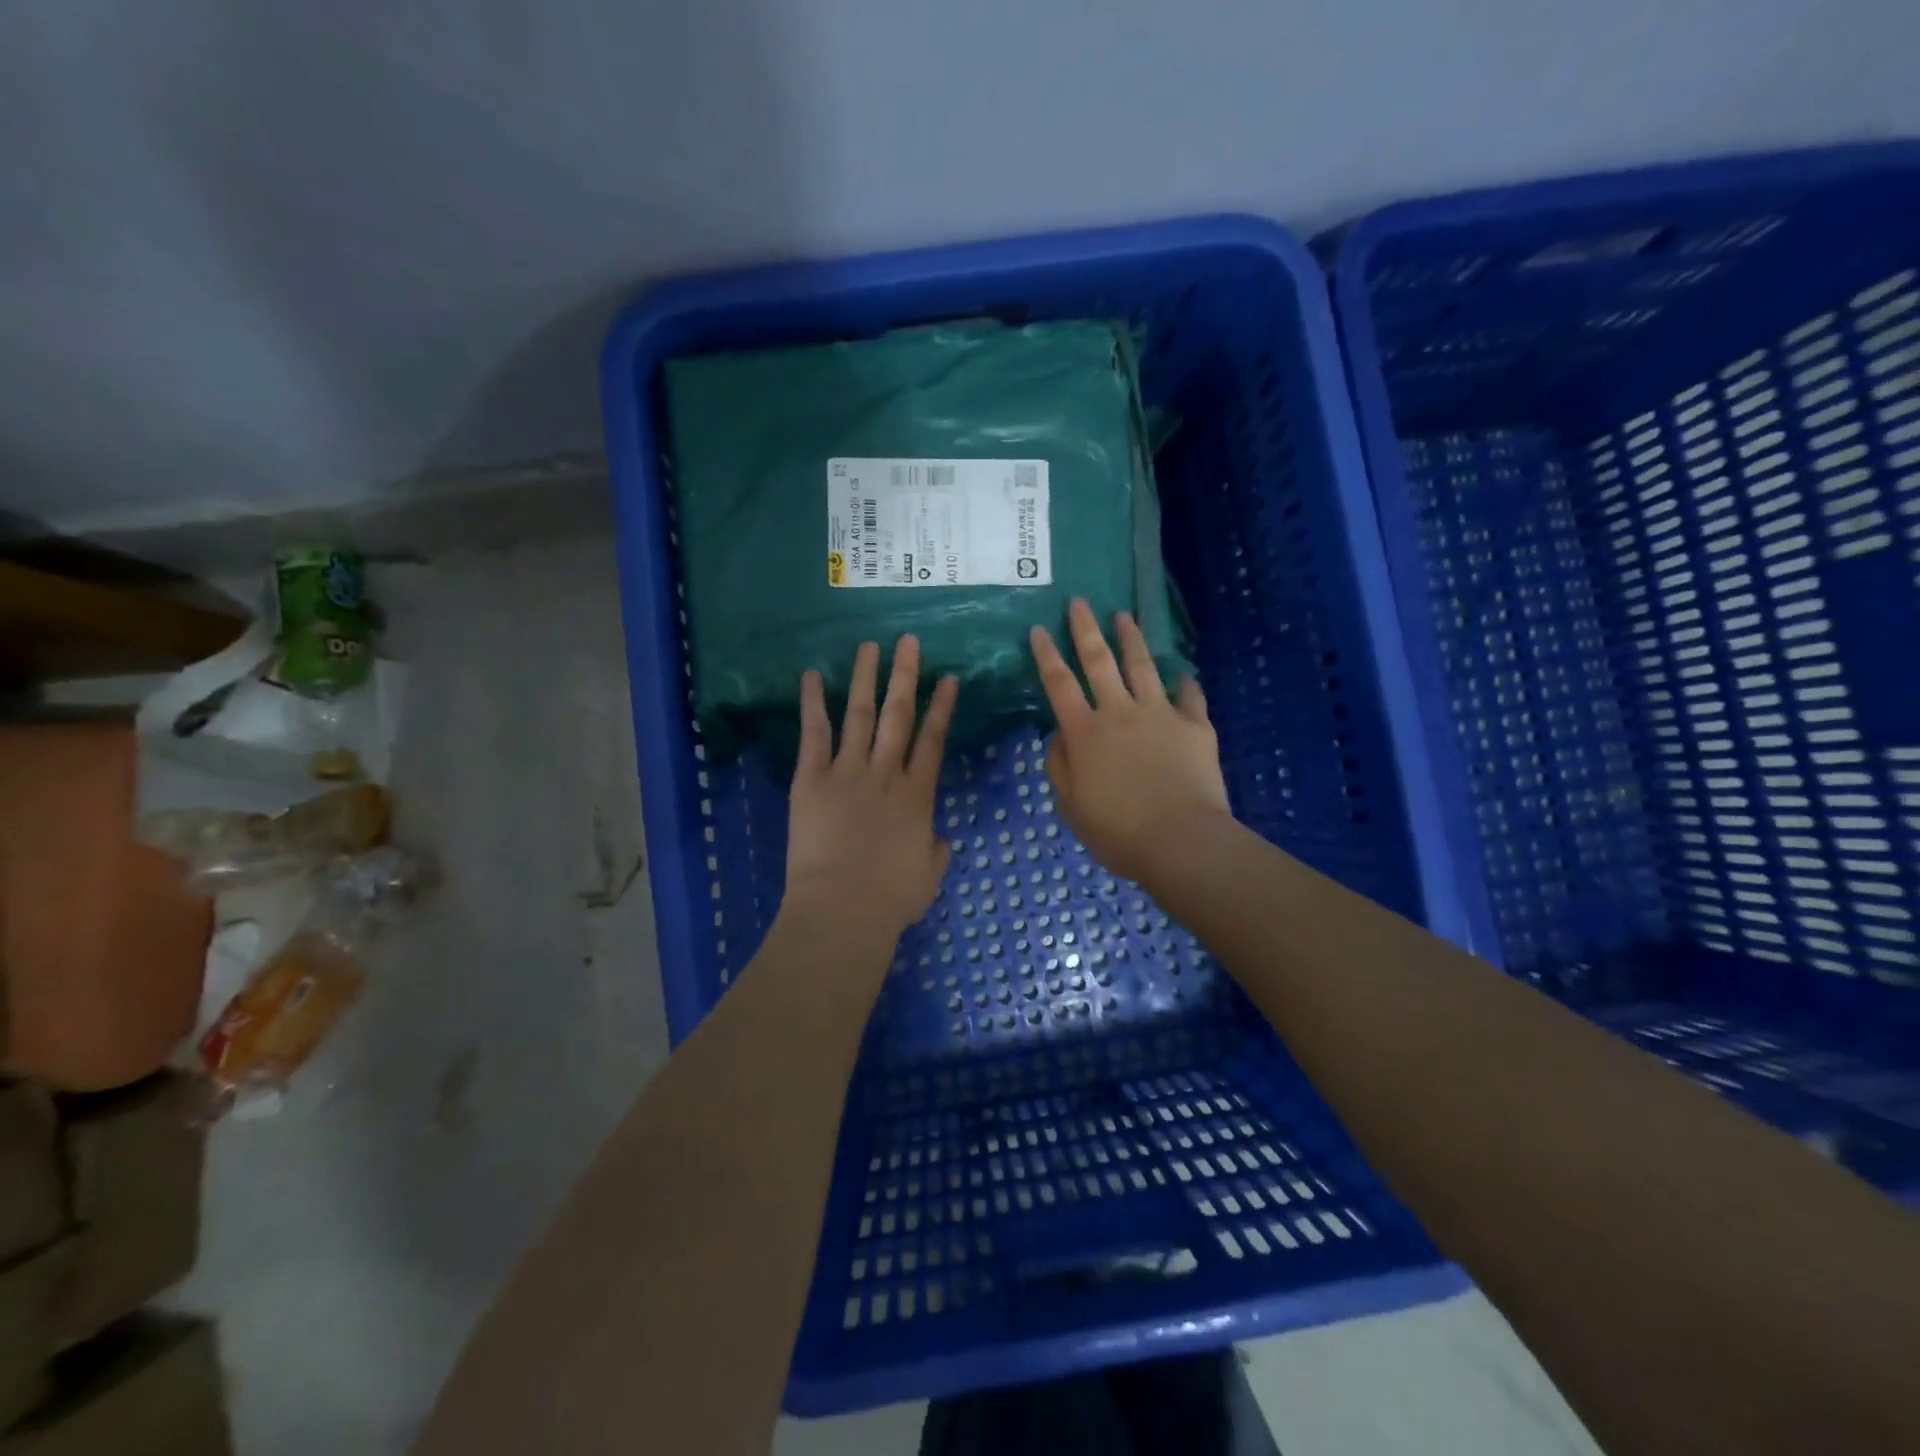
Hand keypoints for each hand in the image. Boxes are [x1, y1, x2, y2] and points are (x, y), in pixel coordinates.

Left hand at [784, 636, 958, 942]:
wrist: (843, 909)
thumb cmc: (890, 899)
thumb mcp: (929, 875)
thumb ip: (936, 850)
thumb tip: (938, 837)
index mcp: (918, 795)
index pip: (934, 740)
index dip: (942, 707)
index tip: (948, 678)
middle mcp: (887, 773)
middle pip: (900, 715)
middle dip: (906, 676)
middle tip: (909, 642)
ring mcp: (848, 772)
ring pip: (861, 714)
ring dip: (866, 678)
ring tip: (870, 647)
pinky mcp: (812, 779)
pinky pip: (814, 734)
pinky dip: (813, 703)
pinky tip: (813, 675)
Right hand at [1030, 599, 1229, 883]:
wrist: (1181, 842)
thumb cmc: (1118, 832)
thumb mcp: (1071, 807)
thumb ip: (1060, 767)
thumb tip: (1059, 736)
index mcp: (1085, 733)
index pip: (1059, 684)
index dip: (1046, 655)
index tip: (1038, 629)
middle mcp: (1119, 713)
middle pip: (1099, 662)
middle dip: (1086, 629)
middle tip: (1080, 602)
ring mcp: (1160, 715)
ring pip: (1143, 667)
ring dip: (1131, 639)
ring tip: (1124, 617)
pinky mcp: (1195, 726)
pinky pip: (1190, 697)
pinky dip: (1186, 684)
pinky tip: (1185, 675)